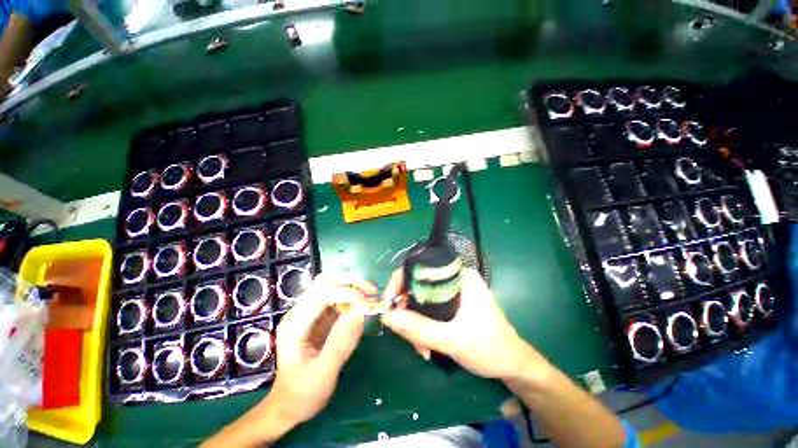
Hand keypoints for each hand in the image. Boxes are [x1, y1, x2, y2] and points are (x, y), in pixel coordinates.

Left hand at [267, 274, 372, 425]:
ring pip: (330, 285)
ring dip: (351, 286)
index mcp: (295, 325)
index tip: (367, 302)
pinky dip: (351, 296)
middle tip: (371, 292)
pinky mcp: (319, 317)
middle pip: (324, 283)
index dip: (345, 292)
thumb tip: (360, 313)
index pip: (320, 294)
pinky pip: (336, 297)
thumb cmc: (303, 394)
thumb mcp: (323, 374)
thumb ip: (341, 343)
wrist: (289, 406)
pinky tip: (362, 304)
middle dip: (349, 283)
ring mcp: (309, 313)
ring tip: (369, 296)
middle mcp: (300, 312)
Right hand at [381, 268, 545, 379]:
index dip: (400, 282)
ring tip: (422, 348)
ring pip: (421, 300)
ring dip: (415, 324)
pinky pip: (428, 310)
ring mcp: (453, 292)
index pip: (421, 268)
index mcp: (459, 276)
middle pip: (418, 285)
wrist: (512, 365)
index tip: (390, 305)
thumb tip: (387, 316)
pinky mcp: (452, 305)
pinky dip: (423, 326)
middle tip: (406, 335)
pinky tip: (427, 346)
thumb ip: (419, 329)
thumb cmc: (489, 348)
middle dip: (408, 311)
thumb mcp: (452, 340)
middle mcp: (454, 279)